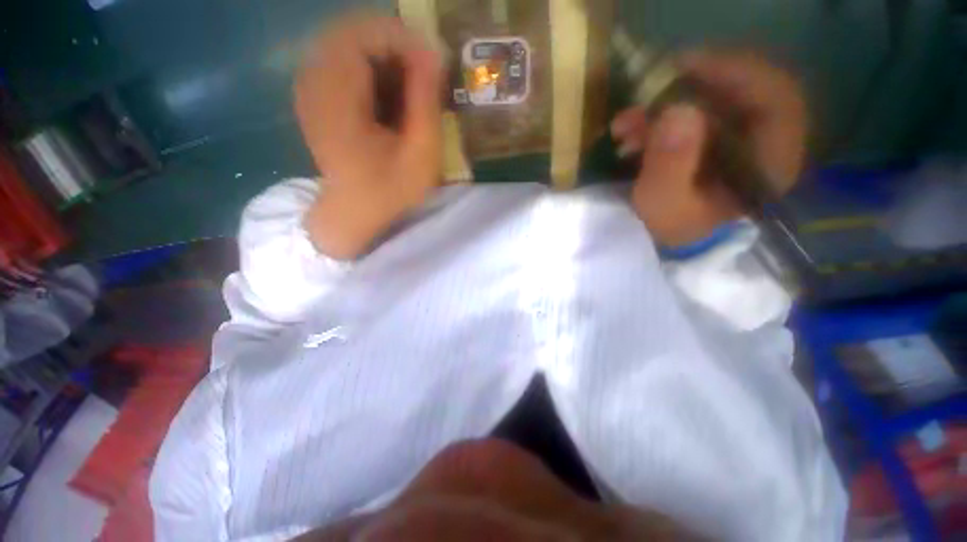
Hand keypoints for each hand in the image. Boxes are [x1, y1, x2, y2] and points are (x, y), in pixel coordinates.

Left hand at [295, 14, 442, 258]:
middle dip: (394, 46)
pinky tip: (390, 95)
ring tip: (411, 87)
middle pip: (352, 33)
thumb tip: (432, 52)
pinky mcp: (317, 96)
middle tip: (424, 74)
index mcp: (337, 98)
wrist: (354, 214)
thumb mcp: (420, 153)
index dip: (401, 39)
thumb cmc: (390, 191)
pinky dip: (371, 69)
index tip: (432, 63)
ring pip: (347, 44)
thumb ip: (425, 101)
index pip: (362, 34)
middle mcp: (314, 82)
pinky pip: (342, 61)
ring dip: (384, 58)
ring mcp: (311, 88)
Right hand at [610, 52, 806, 246]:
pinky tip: (630, 136)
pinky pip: (691, 121)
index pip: (773, 95)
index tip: (683, 68)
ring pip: (708, 106)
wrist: (672, 248)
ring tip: (624, 125)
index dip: (732, 72)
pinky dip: (658, 123)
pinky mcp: (713, 146)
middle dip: (685, 92)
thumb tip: (676, 111)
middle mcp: (762, 145)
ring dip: (662, 110)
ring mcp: (736, 144)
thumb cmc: (674, 233)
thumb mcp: (666, 205)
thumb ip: (671, 164)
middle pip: (735, 94)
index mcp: (769, 160)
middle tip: (645, 94)